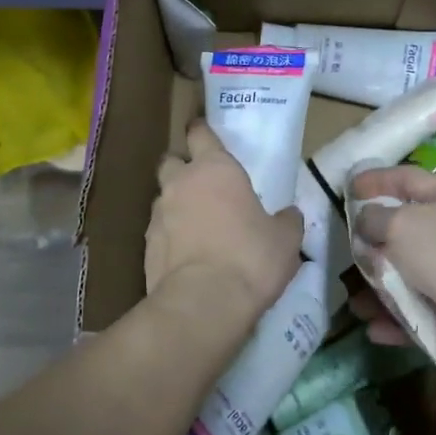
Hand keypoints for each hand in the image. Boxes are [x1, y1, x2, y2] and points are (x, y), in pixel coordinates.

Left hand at [146, 118, 303, 327]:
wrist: (203, 303)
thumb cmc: (250, 258)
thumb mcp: (285, 240)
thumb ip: (286, 221)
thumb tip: (289, 216)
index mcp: (215, 168)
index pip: (201, 134)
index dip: (202, 131)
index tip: (203, 132)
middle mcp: (181, 183)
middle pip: (172, 161)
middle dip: (182, 167)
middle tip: (202, 184)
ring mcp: (158, 214)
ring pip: (163, 198)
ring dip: (176, 205)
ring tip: (197, 226)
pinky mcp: (146, 246)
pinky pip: (159, 231)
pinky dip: (170, 237)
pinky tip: (187, 256)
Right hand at [348, 165, 435, 361]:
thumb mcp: (400, 226)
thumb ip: (375, 219)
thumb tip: (365, 219)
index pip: (406, 178)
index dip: (377, 179)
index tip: (350, 188)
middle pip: (408, 231)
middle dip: (376, 245)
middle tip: (352, 254)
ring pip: (413, 275)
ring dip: (383, 289)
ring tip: (358, 306)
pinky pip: (424, 308)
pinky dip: (400, 318)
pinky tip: (377, 330)